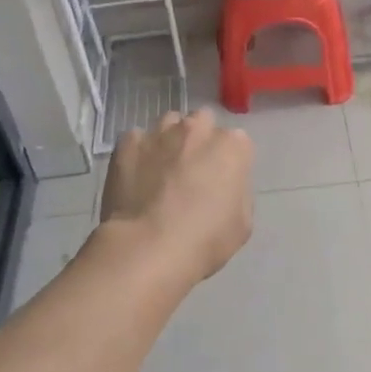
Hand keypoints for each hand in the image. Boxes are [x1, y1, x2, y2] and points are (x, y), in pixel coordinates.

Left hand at [100, 109, 254, 281]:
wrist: (148, 248)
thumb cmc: (205, 240)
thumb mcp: (242, 223)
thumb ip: (237, 192)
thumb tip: (223, 186)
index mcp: (232, 146)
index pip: (236, 143)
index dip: (228, 163)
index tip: (220, 183)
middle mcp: (198, 128)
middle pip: (203, 123)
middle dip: (199, 141)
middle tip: (192, 172)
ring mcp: (160, 132)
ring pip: (169, 124)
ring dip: (170, 141)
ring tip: (161, 171)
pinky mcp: (128, 143)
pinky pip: (136, 139)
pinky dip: (138, 153)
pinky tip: (135, 177)